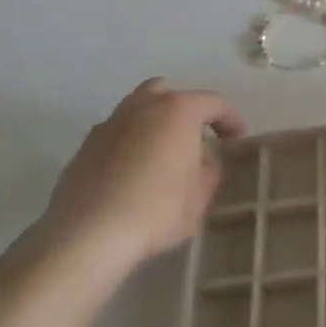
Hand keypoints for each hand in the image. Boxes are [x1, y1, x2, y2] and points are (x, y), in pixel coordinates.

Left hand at [39, 80, 245, 266]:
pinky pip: (118, 133)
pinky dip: (131, 142)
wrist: (89, 233)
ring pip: (139, 109)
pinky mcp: (86, 145)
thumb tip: (207, 160)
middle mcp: (142, 106)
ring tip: (164, 153)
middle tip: (197, 135)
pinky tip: (133, 171)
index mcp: (177, 110)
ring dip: (156, 123)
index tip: (238, 138)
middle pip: (170, 92)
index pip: (213, 103)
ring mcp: (110, 123)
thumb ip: (210, 171)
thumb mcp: (199, 197)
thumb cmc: (156, 210)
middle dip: (187, 108)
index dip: (230, 119)